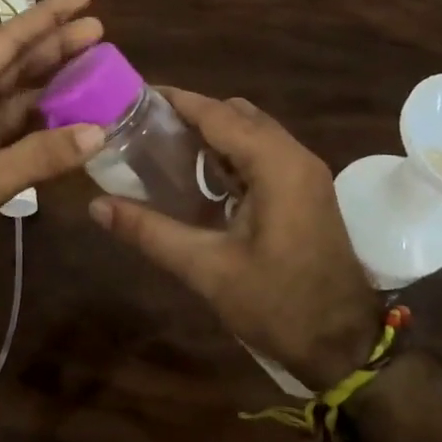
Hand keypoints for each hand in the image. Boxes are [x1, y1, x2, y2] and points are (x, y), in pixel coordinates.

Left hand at [0, 0, 107, 312]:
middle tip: (101, 29)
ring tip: (98, 73)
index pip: (3, 43)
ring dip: (54, 92)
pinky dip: (46, 136)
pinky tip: (78, 128)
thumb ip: (36, 157)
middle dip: (54, 49)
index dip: (45, 17)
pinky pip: (18, 143)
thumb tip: (99, 130)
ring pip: (18, 106)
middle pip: (13, 70)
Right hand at [88, 89, 378, 387]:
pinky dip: (231, 153)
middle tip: (145, 128)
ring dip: (213, 133)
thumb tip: (97, 206)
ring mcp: (306, 174)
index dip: (176, 101)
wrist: (345, 346)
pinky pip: (264, 153)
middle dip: (192, 114)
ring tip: (164, 147)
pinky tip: (200, 177)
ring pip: (253, 132)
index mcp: (276, 165)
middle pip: (237, 114)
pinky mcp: (307, 192)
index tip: (134, 96)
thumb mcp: (207, 269)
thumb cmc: (278, 304)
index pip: (218, 114)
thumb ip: (150, 232)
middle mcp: (295, 157)